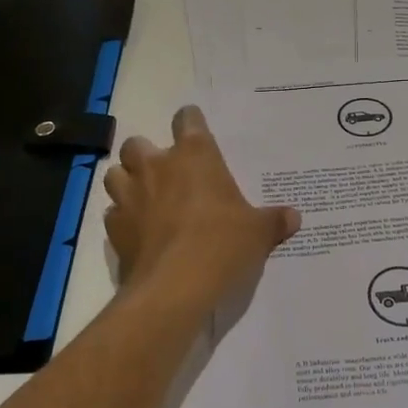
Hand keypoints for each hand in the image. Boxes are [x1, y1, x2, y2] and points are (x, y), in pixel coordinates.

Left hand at [102, 105, 300, 313]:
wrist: (175, 287)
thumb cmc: (222, 244)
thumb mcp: (258, 233)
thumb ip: (274, 221)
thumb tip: (294, 217)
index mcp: (194, 156)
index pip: (187, 119)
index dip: (191, 123)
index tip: (196, 133)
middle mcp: (156, 167)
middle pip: (137, 143)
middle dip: (147, 154)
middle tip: (166, 173)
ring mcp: (130, 196)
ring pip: (115, 173)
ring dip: (127, 181)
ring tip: (144, 197)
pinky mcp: (114, 229)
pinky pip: (113, 213)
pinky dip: (122, 218)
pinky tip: (137, 231)